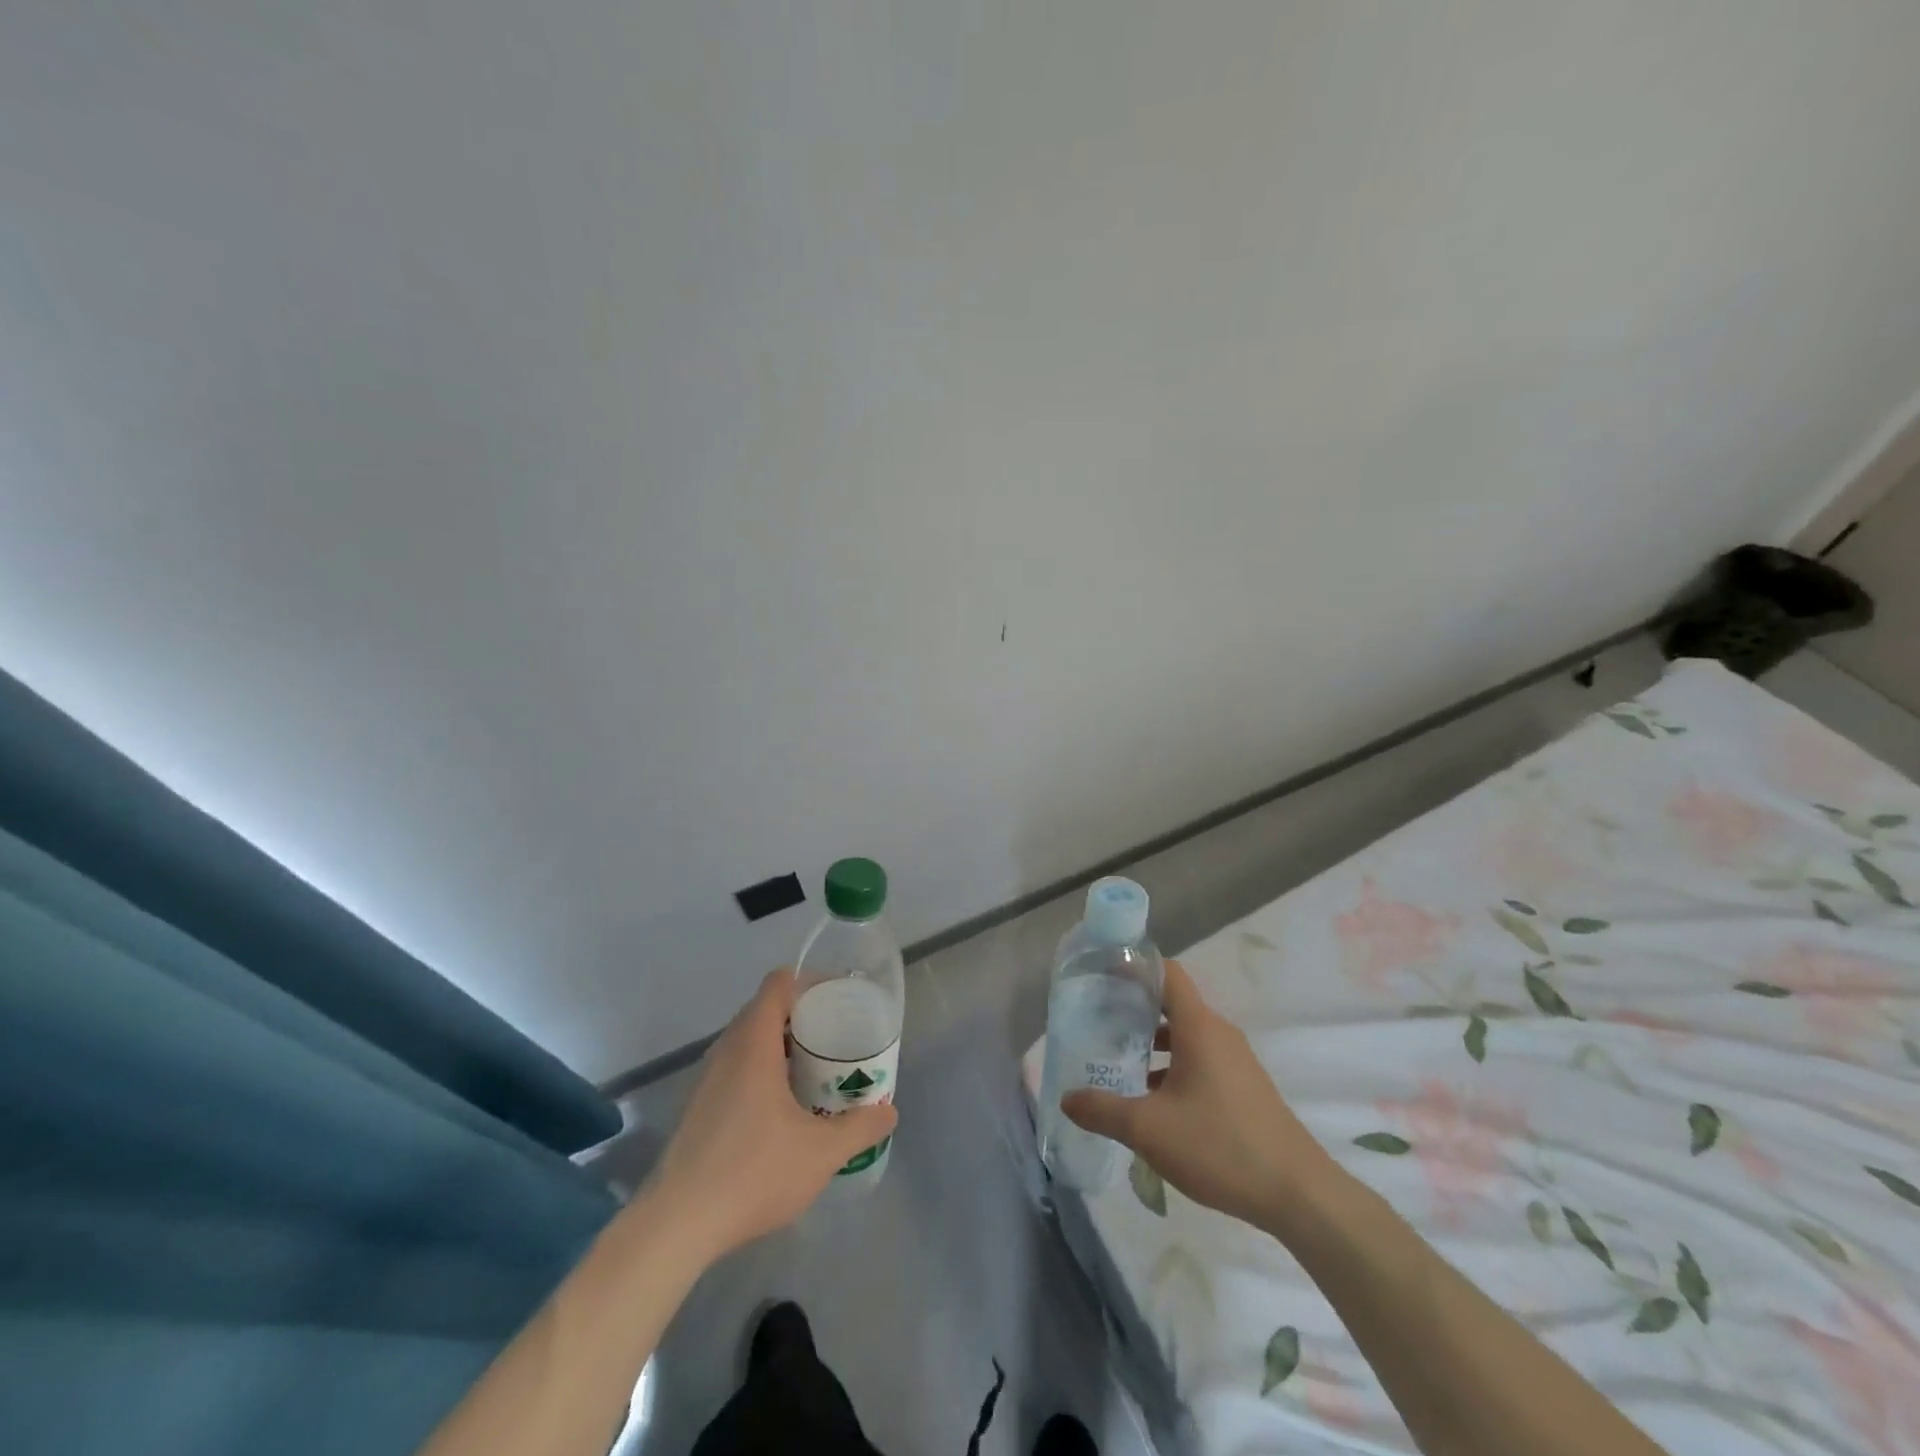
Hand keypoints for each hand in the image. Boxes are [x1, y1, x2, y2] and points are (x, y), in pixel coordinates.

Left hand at [643, 969, 897, 1261]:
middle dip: (803, 1015)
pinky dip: (762, 1069)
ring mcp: (707, 1078)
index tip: (839, 1001)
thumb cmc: (753, 1173)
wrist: (677, 1225)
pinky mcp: (698, 1105)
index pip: (779, 983)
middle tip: (836, 1036)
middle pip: (766, 1008)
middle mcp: (727, 1049)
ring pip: (749, 1039)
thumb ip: (860, 1128)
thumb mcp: (821, 1153)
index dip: (811, 982)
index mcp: (754, 1043)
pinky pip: (736, 1066)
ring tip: (815, 1069)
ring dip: (781, 1044)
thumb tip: (889, 1111)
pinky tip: (782, 1107)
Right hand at [1062, 959, 1334, 1227]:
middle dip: (1134, 1007)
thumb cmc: (1220, 1146)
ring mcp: (1235, 1060)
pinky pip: (1200, 1059)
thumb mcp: (1149, 1130)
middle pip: (1172, 1003)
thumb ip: (1102, 1110)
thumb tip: (1066, 1098)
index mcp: (1199, 1027)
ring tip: (1117, 1059)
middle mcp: (1218, 1033)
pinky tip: (1151, 1098)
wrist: (1298, 1194)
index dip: (1135, 966)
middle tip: (1098, 1019)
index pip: (1167, 972)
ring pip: (1185, 1035)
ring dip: (1152, 1041)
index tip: (1102, 973)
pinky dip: (1172, 1064)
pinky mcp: (1243, 1087)